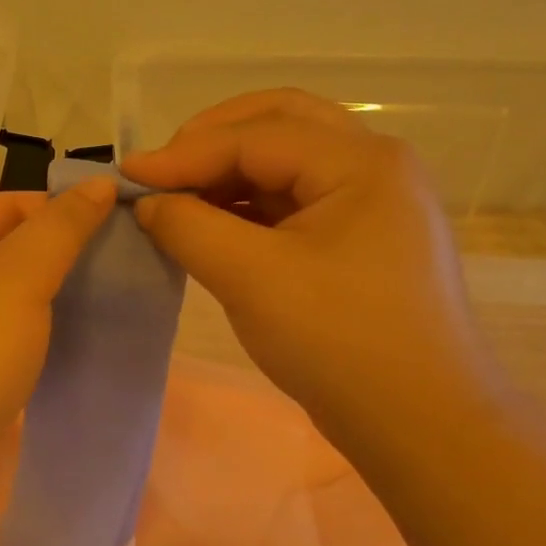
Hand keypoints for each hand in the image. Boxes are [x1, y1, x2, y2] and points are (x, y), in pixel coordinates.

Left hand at [0, 179, 116, 510]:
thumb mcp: (16, 277)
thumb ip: (60, 229)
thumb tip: (98, 182)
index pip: (6, 205)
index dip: (62, 210)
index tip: (120, 225)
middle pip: (6, 252)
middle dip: (62, 258)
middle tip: (126, 265)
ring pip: (8, 301)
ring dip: (54, 301)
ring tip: (115, 300)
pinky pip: (4, 341)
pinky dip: (39, 338)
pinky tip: (83, 340)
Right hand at [123, 89, 503, 459]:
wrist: (418, 421)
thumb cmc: (338, 341)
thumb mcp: (251, 278)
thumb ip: (189, 227)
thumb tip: (147, 202)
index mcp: (360, 161)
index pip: (255, 135)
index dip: (183, 153)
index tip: (127, 176)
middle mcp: (372, 166)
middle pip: (279, 124)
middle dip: (211, 141)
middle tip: (161, 172)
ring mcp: (370, 203)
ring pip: (285, 162)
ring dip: (227, 172)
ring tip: (176, 200)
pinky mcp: (358, 240)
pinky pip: (292, 202)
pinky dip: (246, 206)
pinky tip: (209, 226)